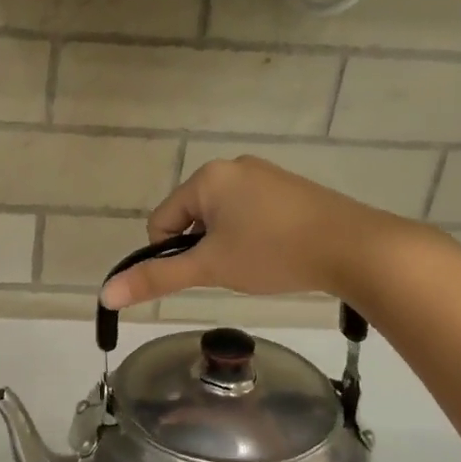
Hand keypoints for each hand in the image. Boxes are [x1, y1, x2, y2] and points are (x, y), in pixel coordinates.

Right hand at [98, 156, 423, 309]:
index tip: (203, 272)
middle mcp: (232, 167)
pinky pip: (249, 213)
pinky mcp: (288, 188)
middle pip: (191, 217)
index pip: (162, 221)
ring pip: (221, 218)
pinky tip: (274, 253)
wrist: (354, 247)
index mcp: (207, 177)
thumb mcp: (209, 268)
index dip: (172, 254)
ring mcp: (264, 175)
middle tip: (231, 269)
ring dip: (225, 244)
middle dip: (202, 247)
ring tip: (255, 263)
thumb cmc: (273, 253)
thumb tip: (106, 295)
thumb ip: (156, 278)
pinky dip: (250, 236)